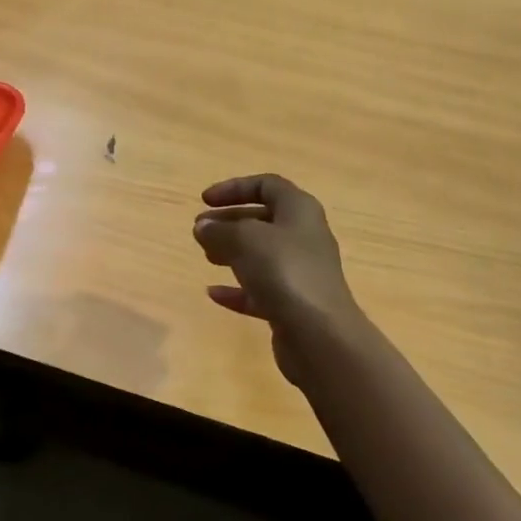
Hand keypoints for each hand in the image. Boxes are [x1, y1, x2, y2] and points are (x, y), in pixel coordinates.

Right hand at [194, 174, 365, 384]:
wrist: (320, 334)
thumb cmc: (284, 272)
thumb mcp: (245, 240)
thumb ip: (220, 230)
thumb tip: (204, 226)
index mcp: (299, 210)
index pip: (267, 185)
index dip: (234, 188)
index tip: (204, 201)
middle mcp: (304, 236)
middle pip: (264, 219)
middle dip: (230, 221)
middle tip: (200, 230)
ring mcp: (301, 272)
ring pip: (262, 254)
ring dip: (232, 252)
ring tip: (206, 256)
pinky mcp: (294, 303)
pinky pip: (261, 289)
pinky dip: (238, 289)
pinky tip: (213, 293)